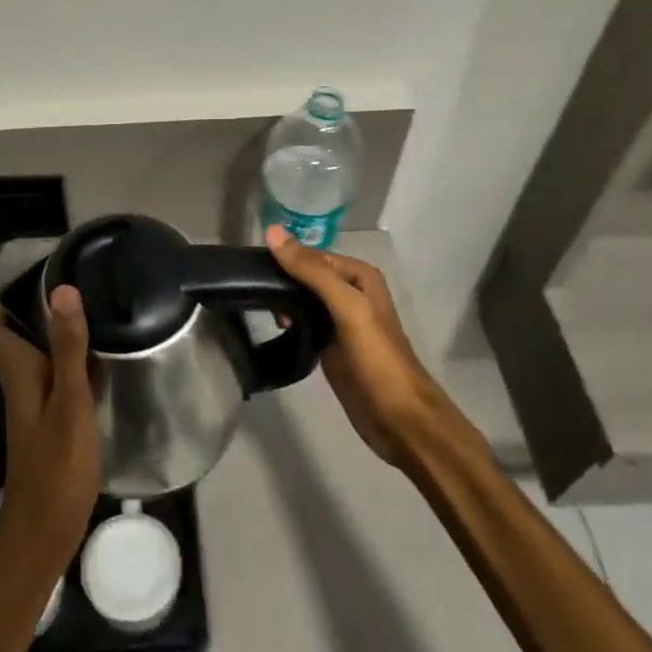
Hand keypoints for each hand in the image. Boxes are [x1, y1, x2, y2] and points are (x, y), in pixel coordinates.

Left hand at [0, 287, 100, 578]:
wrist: (42, 538)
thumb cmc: (56, 470)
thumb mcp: (69, 404)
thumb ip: (68, 349)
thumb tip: (62, 290)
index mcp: (18, 375)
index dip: (6, 302)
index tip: (38, 279)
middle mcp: (20, 386)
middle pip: (16, 340)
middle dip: (37, 313)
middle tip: (76, 291)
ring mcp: (34, 409)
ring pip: (38, 360)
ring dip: (57, 338)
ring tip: (95, 315)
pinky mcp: (50, 427)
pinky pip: (56, 382)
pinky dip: (73, 366)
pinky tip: (102, 364)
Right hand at [266, 227, 482, 469]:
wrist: (400, 420)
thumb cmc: (378, 359)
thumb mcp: (347, 308)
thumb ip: (312, 271)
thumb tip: (272, 231)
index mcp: (359, 276)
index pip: (311, 254)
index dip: (284, 258)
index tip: (250, 267)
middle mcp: (350, 293)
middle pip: (306, 276)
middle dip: (280, 281)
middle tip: (251, 291)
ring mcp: (340, 321)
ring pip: (302, 300)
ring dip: (282, 302)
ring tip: (260, 310)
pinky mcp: (331, 346)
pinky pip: (303, 324)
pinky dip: (288, 323)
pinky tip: (273, 328)